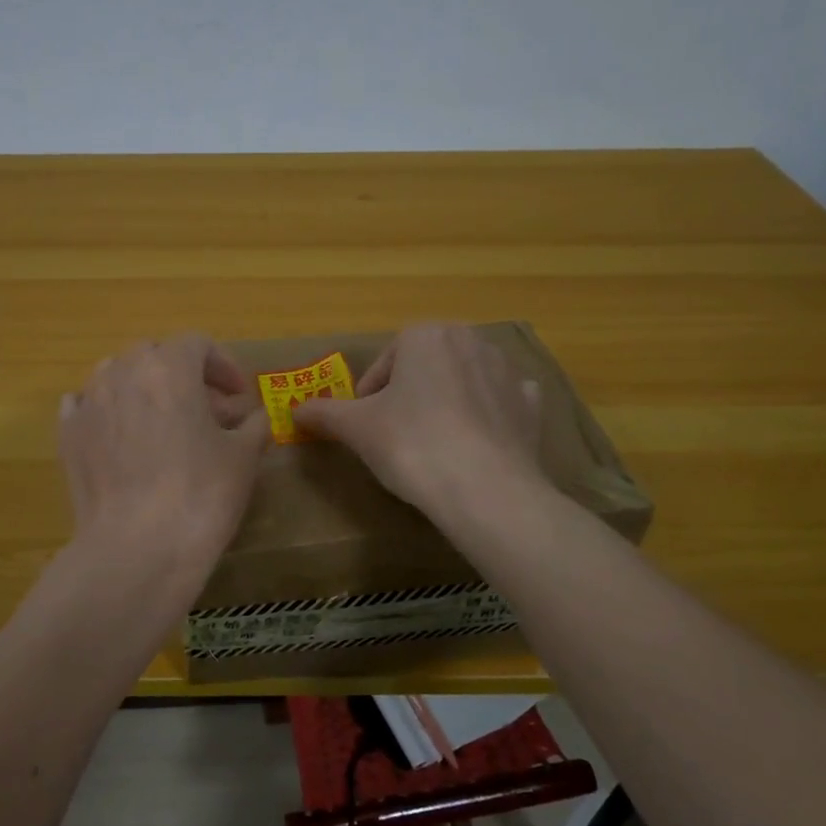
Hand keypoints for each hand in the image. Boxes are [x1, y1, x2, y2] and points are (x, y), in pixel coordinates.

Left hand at [59, 334, 269, 563]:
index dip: (224, 365)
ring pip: (117, 375)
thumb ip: (254, 425)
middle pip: (156, 355)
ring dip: (144, 389)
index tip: (239, 396)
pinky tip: (120, 436)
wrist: (136, 549)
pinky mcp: (67, 435)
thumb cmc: (200, 494)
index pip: (198, 344)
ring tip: (162, 424)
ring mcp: (89, 402)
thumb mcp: (243, 457)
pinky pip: (85, 405)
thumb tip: (255, 418)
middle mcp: (123, 372)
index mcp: (169, 367)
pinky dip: (107, 410)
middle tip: (207, 413)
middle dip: (184, 376)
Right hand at [291, 323, 547, 517]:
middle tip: (396, 436)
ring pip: (461, 381)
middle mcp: (469, 339)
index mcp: (425, 335)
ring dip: (445, 403)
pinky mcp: (531, 404)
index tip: (366, 428)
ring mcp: (506, 371)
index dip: (369, 397)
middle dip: (409, 396)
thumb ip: (323, 414)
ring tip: (434, 445)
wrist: (485, 490)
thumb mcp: (356, 429)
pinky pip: (500, 402)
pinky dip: (486, 416)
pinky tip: (476, 444)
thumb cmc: (411, 445)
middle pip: (424, 368)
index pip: (384, 365)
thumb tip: (294, 411)